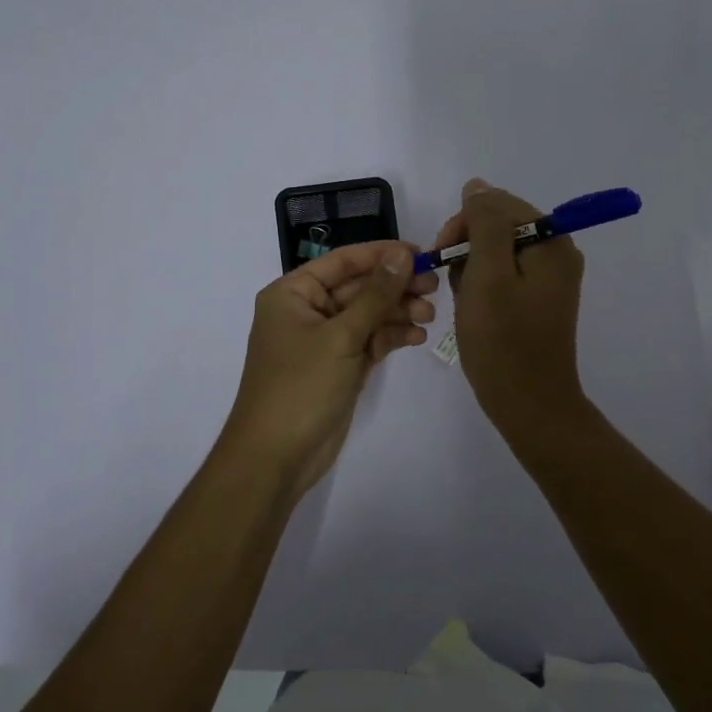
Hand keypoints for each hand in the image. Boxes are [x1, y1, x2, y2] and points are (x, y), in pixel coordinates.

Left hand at [217, 241, 438, 498]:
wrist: (276, 457)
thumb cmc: (301, 386)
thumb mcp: (341, 336)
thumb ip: (375, 295)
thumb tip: (402, 255)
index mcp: (293, 293)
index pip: (343, 261)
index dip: (382, 254)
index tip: (421, 254)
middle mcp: (307, 311)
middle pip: (359, 287)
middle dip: (395, 286)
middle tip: (435, 285)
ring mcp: (324, 340)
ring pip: (368, 314)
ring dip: (398, 312)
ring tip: (430, 315)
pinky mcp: (340, 366)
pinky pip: (369, 340)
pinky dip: (392, 336)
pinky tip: (417, 337)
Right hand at [430, 178, 587, 433]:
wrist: (529, 405)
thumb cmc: (503, 341)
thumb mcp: (488, 275)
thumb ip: (484, 223)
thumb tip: (477, 186)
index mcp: (551, 241)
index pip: (498, 204)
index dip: (464, 224)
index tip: (442, 255)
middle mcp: (557, 252)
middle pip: (500, 225)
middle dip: (468, 247)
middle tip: (451, 282)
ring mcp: (549, 277)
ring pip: (497, 250)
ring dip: (472, 268)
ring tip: (465, 301)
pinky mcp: (539, 299)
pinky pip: (504, 274)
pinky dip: (482, 285)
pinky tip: (474, 309)